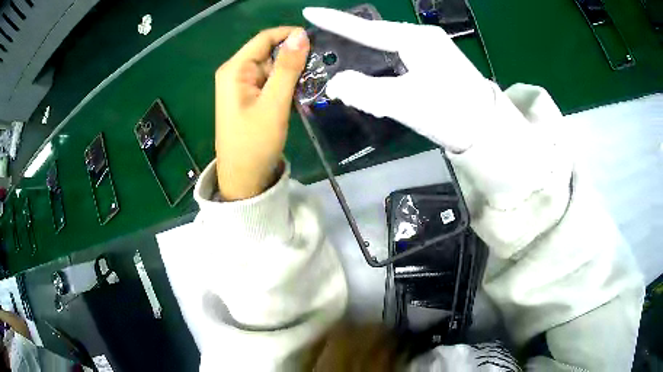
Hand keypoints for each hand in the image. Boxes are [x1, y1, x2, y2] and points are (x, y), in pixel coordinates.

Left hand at [215, 27, 309, 199]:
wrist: (243, 179)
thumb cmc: (254, 143)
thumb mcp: (273, 103)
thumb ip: (287, 68)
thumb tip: (301, 35)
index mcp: (235, 69)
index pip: (265, 38)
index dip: (290, 35)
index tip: (318, 42)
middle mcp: (236, 73)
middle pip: (270, 53)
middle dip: (293, 60)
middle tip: (317, 73)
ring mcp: (242, 86)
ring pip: (273, 69)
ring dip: (292, 75)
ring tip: (310, 89)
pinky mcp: (250, 98)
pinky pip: (271, 83)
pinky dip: (286, 87)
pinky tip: (298, 97)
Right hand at [302, 7, 498, 152]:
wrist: (488, 132)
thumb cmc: (450, 113)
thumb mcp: (404, 103)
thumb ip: (364, 91)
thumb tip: (335, 84)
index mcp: (416, 40)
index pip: (368, 29)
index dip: (336, 22)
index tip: (310, 12)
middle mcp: (425, 38)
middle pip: (379, 36)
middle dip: (352, 39)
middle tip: (326, 38)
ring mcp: (434, 50)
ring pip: (391, 48)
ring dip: (369, 55)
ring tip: (346, 57)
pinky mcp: (438, 64)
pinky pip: (403, 58)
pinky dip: (386, 66)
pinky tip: (379, 75)